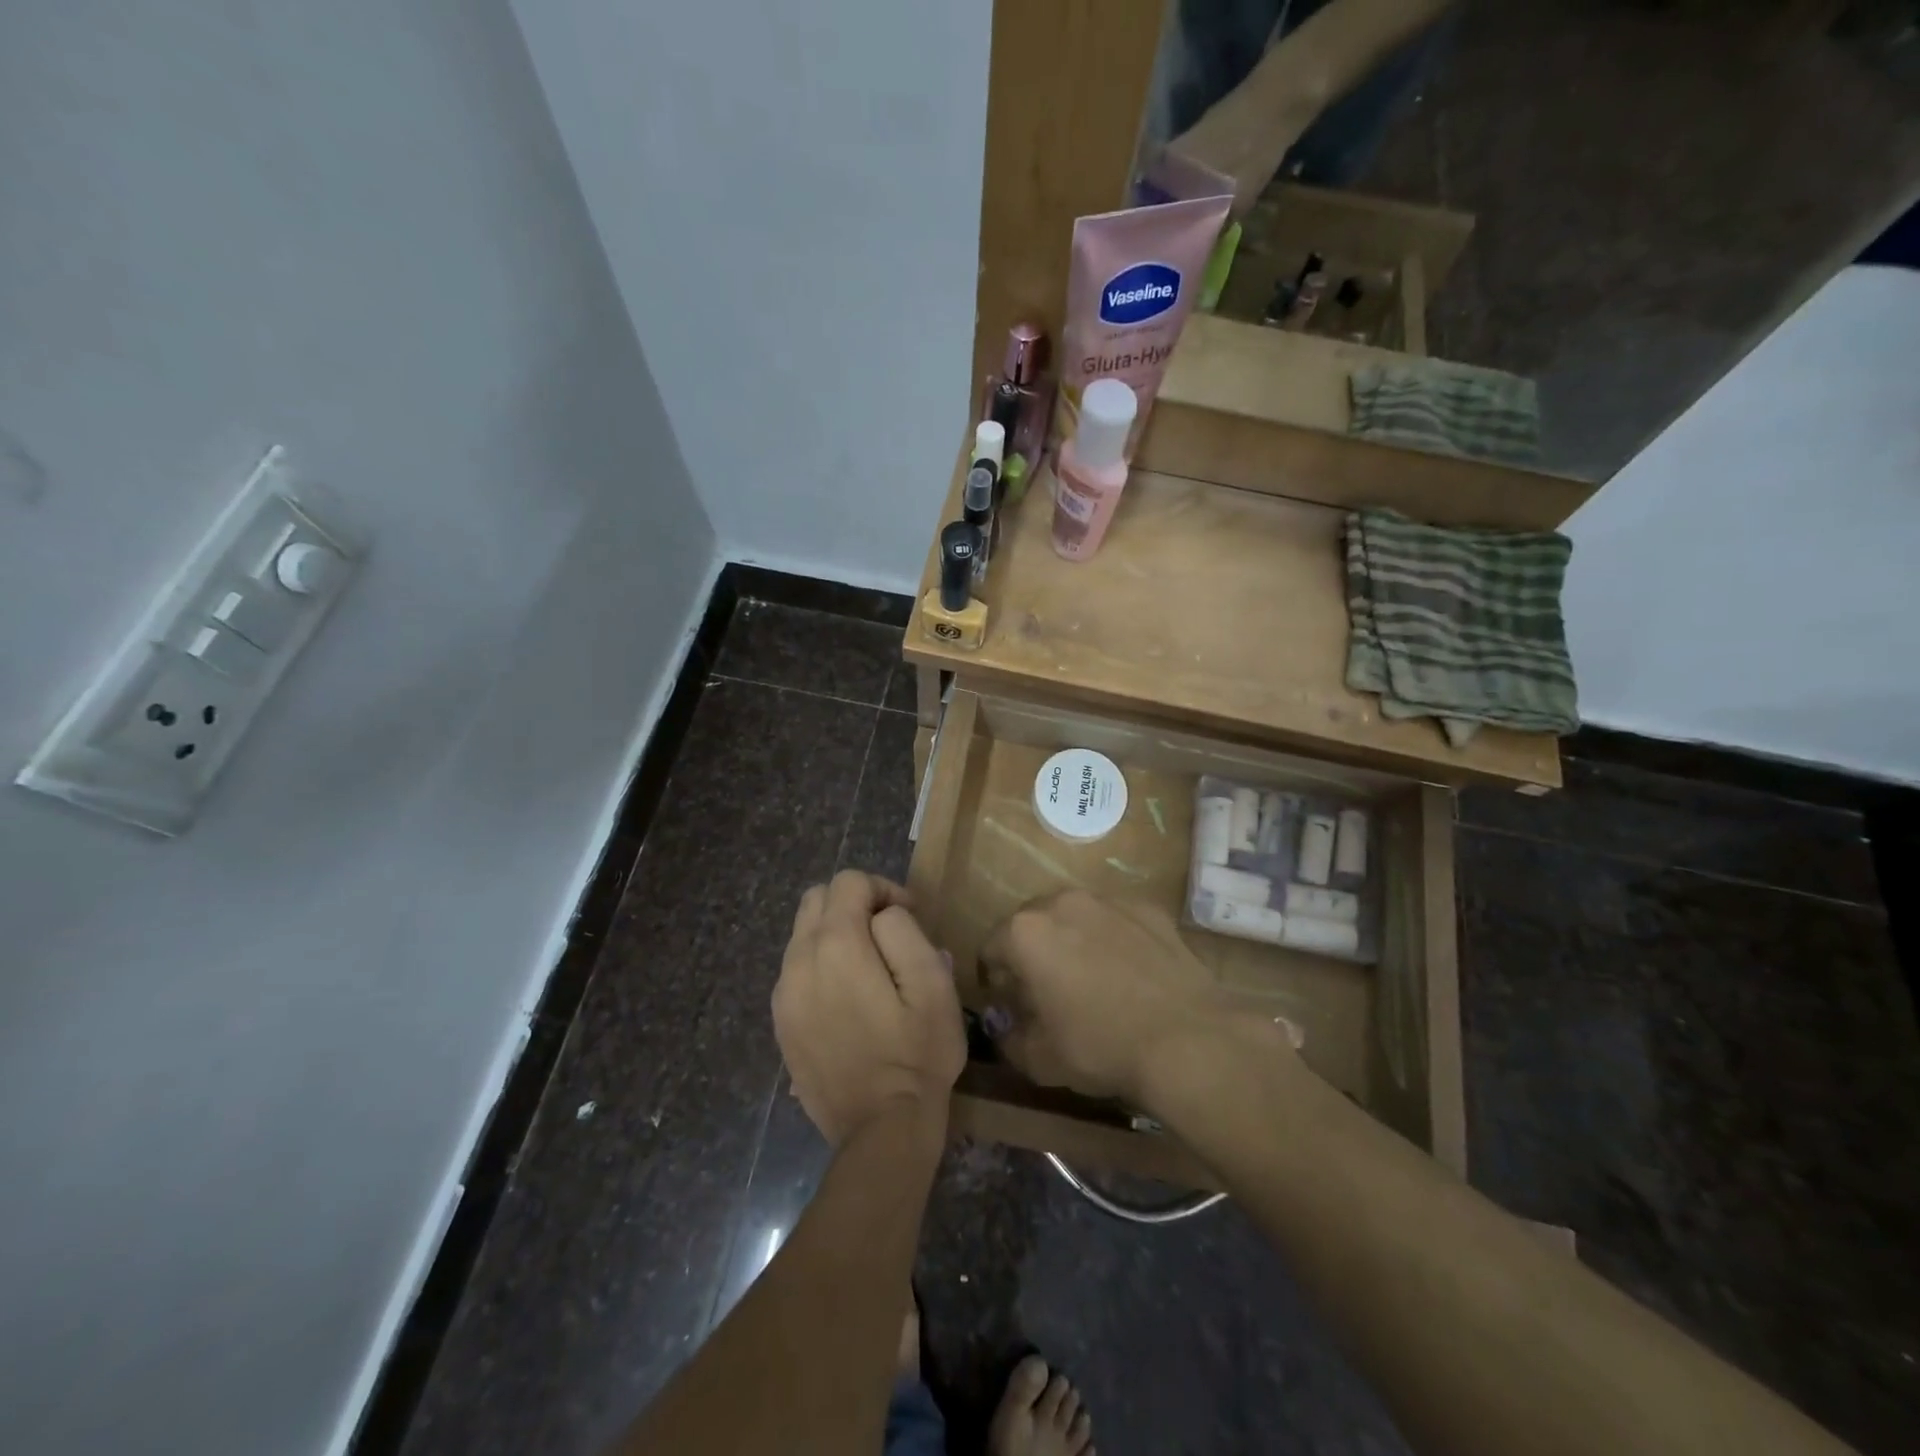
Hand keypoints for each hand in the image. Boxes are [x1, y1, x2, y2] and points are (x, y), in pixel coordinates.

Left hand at [773, 871, 965, 1146]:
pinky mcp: (781, 1021)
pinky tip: (848, 996)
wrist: (880, 1130)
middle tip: (888, 933)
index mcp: (836, 945)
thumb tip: (885, 915)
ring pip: (802, 933)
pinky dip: (820, 963)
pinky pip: (796, 968)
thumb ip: (905, 932)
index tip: (910, 915)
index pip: (849, 882)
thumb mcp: (933, 985)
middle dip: (854, 902)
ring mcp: (783, 993)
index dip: (884, 888)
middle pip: (817, 898)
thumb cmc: (917, 1054)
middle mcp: (798, 960)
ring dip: (835, 932)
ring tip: (869, 966)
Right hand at [979, 890, 1275, 1105]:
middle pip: (1032, 923)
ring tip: (1091, 979)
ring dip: (1072, 940)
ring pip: (1075, 916)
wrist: (1187, 1038)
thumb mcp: (1039, 1059)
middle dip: (1032, 952)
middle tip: (1047, 990)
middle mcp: (1062, 902)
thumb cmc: (1100, 1047)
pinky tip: (1130, 974)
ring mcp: (1108, 900)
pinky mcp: (1147, 908)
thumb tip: (1004, 1024)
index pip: (991, 948)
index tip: (1008, 1003)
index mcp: (1025, 932)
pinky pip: (1116, 921)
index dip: (993, 978)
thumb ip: (1008, 1037)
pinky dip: (1113, 939)